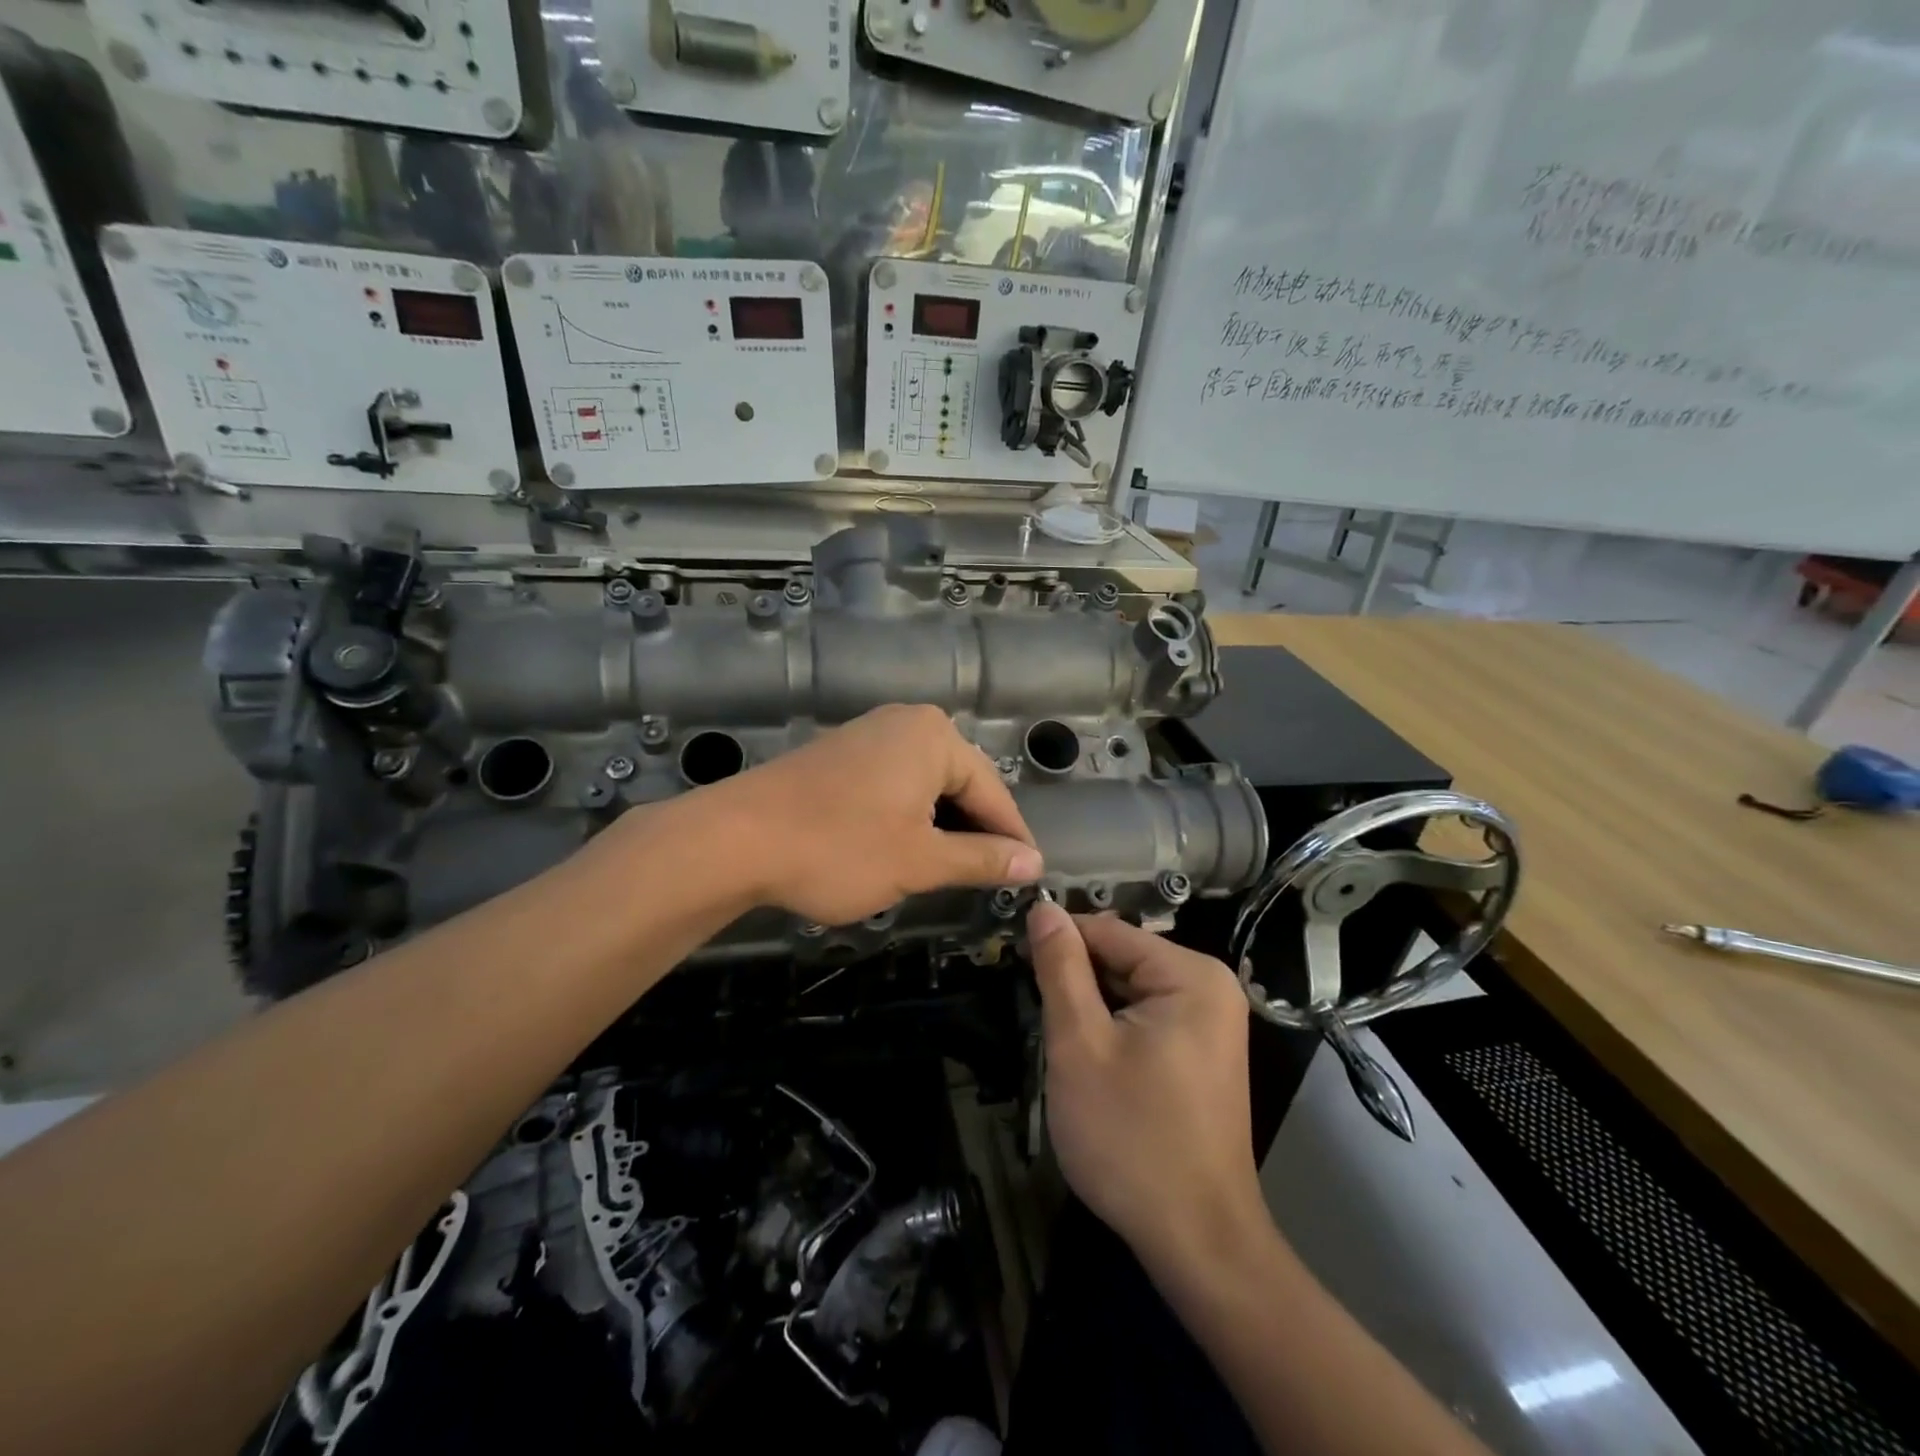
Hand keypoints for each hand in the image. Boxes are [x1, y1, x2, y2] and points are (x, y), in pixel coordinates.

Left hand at [708, 704, 1042, 926]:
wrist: (736, 839)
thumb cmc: (839, 848)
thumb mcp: (920, 860)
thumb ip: (982, 860)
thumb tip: (1032, 864)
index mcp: (935, 738)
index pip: (993, 791)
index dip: (1012, 839)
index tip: (1029, 877)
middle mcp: (906, 723)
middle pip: (960, 783)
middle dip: (974, 832)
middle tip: (989, 880)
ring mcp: (868, 735)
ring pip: (925, 786)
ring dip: (940, 828)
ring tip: (948, 871)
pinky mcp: (840, 755)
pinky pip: (893, 784)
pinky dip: (907, 817)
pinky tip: (903, 849)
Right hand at [1028, 905, 1267, 1272]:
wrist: (1197, 1242)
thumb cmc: (1131, 1138)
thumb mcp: (1080, 1045)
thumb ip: (1061, 968)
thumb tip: (1043, 907)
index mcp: (1191, 974)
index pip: (1108, 931)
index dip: (1058, 944)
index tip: (1015, 964)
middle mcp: (1211, 987)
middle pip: (1123, 959)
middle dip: (1077, 983)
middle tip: (1042, 1021)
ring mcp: (1213, 1022)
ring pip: (1131, 991)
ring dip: (1093, 1010)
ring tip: (1064, 1046)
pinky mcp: (1204, 1053)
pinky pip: (1148, 1018)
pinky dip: (1115, 1031)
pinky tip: (1095, 1064)